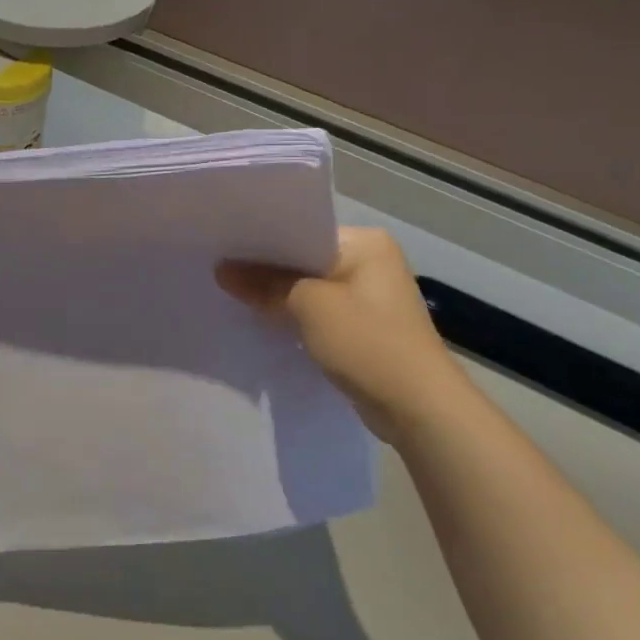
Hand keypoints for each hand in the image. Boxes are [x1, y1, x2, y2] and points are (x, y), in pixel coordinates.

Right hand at [217, 226, 466, 442]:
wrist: (419, 409)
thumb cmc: (368, 343)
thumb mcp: (309, 306)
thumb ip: (264, 284)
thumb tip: (221, 269)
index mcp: (366, 243)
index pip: (303, 230)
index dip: (263, 239)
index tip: (223, 245)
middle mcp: (370, 261)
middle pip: (303, 258)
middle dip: (267, 268)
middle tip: (220, 268)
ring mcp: (368, 296)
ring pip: (308, 286)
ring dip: (278, 294)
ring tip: (232, 292)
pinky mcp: (362, 326)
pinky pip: (317, 310)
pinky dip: (293, 314)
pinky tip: (262, 319)